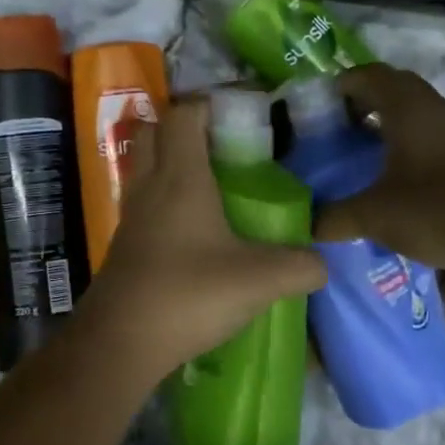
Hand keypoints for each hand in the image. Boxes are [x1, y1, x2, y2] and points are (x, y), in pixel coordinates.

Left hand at [78, 95, 324, 380]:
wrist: (120, 342)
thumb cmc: (188, 294)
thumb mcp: (259, 280)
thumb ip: (300, 266)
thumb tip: (323, 263)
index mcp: (180, 177)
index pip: (184, 114)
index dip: (210, 102)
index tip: (243, 109)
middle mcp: (150, 185)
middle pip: (154, 130)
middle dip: (186, 125)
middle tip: (225, 142)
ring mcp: (132, 215)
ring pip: (145, 165)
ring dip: (172, 160)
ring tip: (214, 180)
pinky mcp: (126, 243)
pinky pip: (144, 200)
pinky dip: (166, 196)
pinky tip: (195, 225)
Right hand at [314, 64, 444, 273]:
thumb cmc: (440, 209)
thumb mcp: (375, 216)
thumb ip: (334, 217)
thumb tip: (304, 223)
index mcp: (406, 107)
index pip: (366, 75)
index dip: (339, 84)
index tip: (315, 105)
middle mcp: (433, 108)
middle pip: (391, 90)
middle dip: (361, 103)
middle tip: (334, 129)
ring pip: (414, 114)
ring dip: (386, 125)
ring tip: (358, 153)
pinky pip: (430, 136)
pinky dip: (407, 146)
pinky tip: (394, 177)